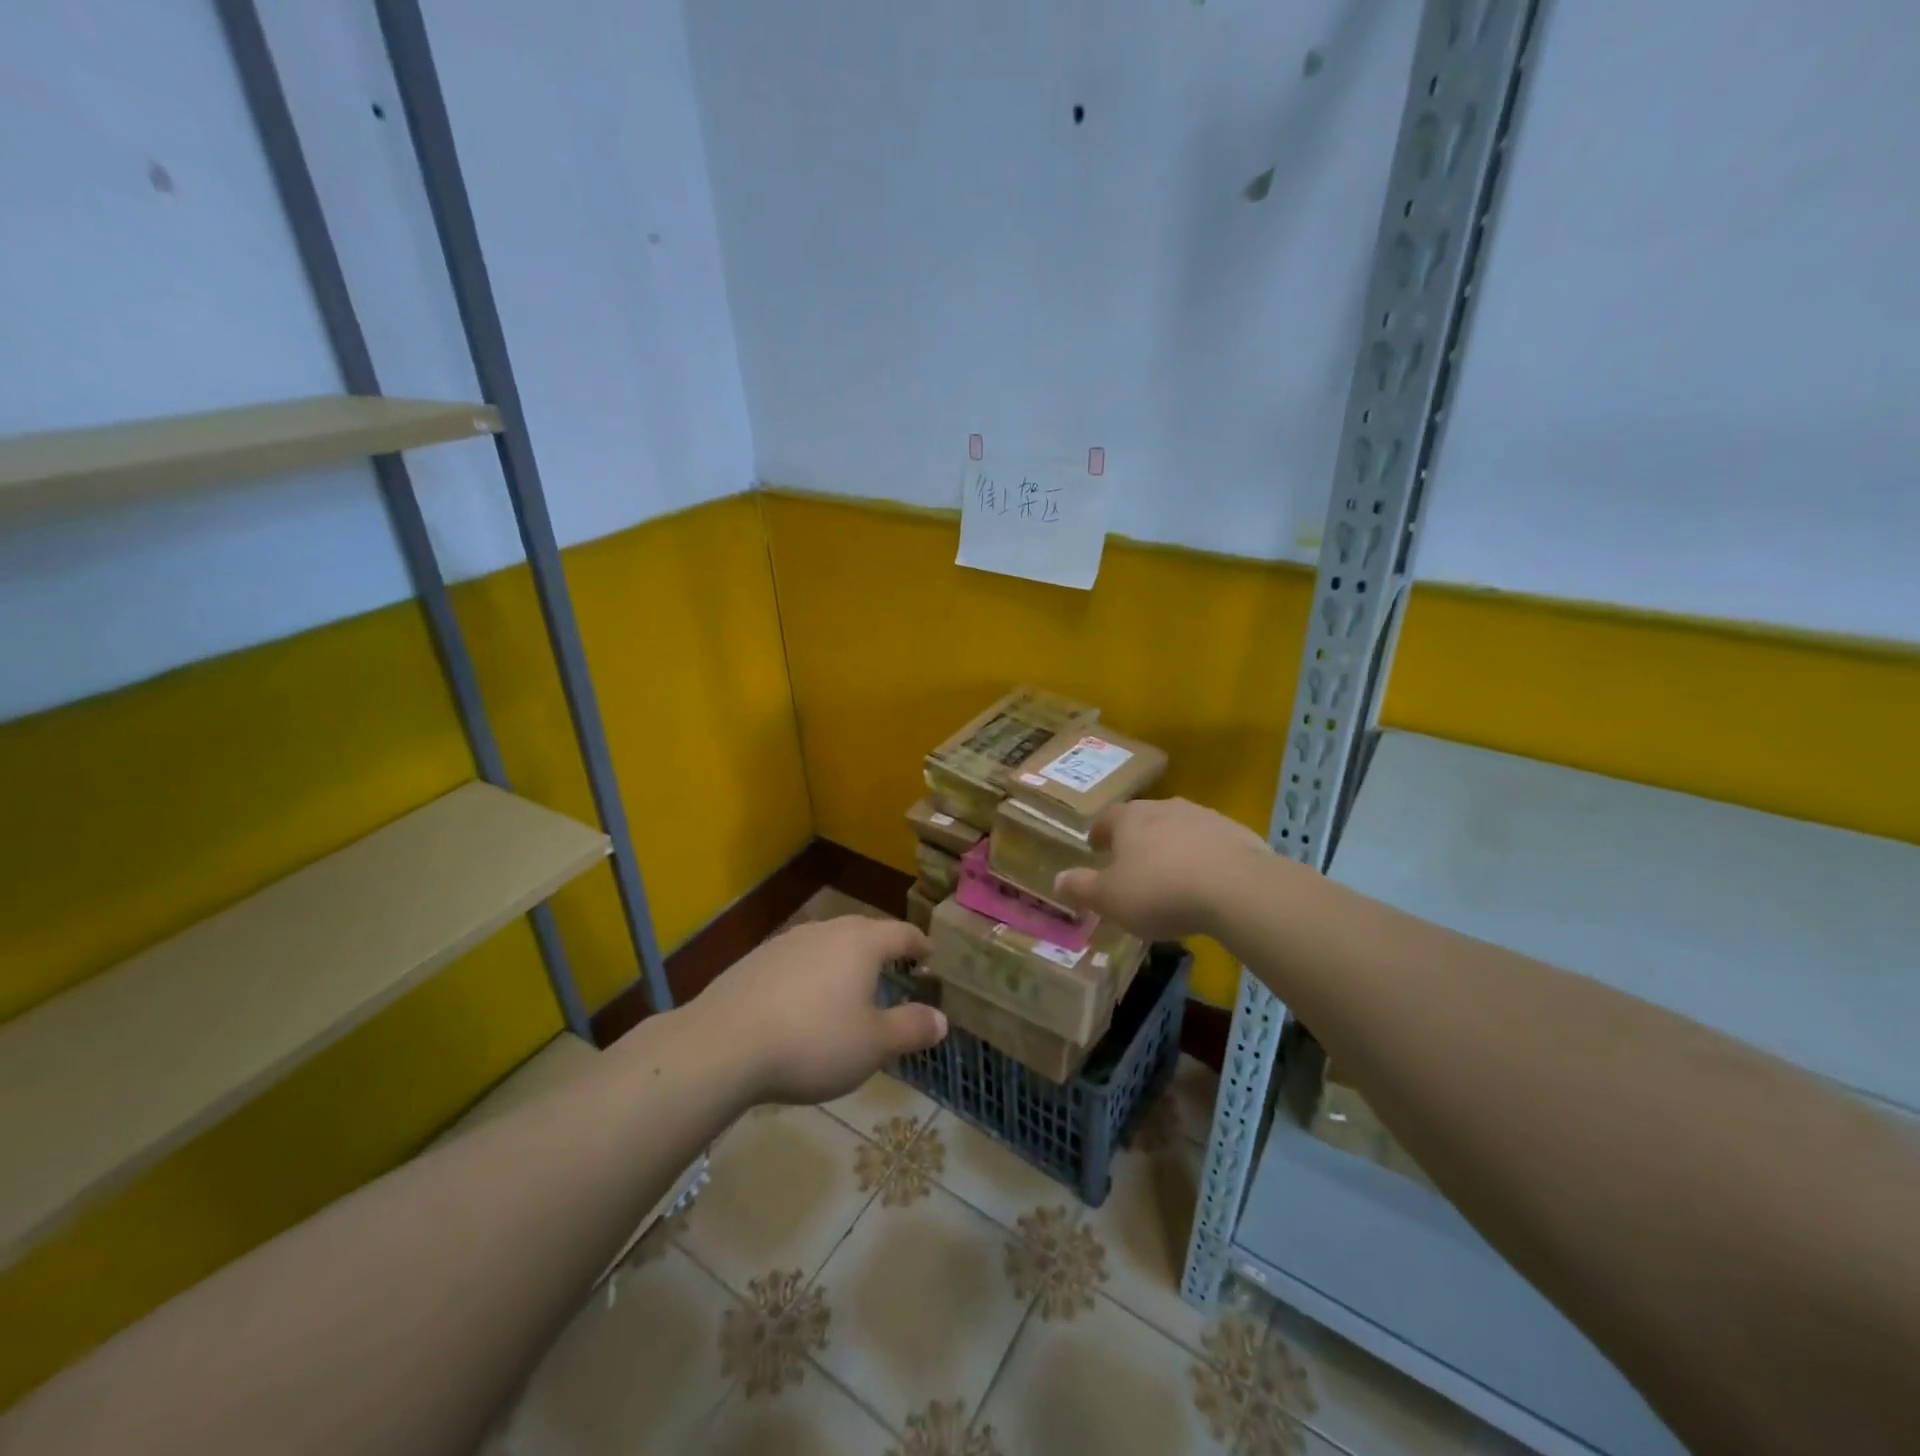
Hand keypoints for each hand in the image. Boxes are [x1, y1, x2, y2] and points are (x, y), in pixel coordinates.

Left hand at [688, 915, 947, 1105]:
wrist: (723, 1045)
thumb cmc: (813, 1041)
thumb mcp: (873, 1045)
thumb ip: (911, 1028)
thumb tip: (941, 1018)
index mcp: (861, 942)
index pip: (902, 933)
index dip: (920, 944)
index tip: (930, 956)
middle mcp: (826, 930)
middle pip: (864, 931)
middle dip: (883, 949)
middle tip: (895, 969)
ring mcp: (787, 942)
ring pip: (828, 943)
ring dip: (844, 961)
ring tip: (850, 987)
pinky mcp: (755, 960)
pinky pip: (797, 960)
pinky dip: (811, 974)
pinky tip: (803, 1003)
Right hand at [1053, 797, 1273, 940]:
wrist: (1237, 888)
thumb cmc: (1160, 891)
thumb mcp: (1110, 898)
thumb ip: (1082, 888)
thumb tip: (1057, 879)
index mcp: (1130, 818)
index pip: (1106, 819)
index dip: (1099, 834)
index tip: (1096, 848)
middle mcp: (1165, 808)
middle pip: (1144, 819)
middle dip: (1136, 838)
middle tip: (1132, 863)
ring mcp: (1205, 817)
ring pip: (1179, 828)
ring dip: (1172, 846)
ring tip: (1171, 874)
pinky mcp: (1238, 834)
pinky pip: (1212, 844)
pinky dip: (1205, 857)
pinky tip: (1208, 882)